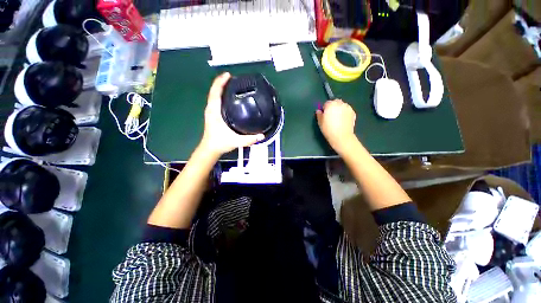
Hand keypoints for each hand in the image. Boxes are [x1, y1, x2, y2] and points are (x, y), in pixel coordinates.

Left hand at [200, 73, 263, 157]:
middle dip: (221, 82)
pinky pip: (215, 100)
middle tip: (233, 78)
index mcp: (214, 112)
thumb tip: (262, 136)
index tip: (228, 75)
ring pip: (214, 95)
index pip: (215, 93)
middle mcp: (211, 109)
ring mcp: (210, 111)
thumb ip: (249, 139)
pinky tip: (228, 96)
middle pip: (214, 91)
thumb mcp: (235, 141)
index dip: (220, 82)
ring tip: (231, 84)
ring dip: (220, 88)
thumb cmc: (220, 143)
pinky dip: (220, 94)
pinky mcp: (212, 114)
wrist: (210, 149)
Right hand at [316, 99, 357, 153]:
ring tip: (337, 118)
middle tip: (331, 116)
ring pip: (342, 106)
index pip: (326, 103)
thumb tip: (319, 111)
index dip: (324, 109)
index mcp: (330, 104)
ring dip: (339, 109)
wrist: (341, 136)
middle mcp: (340, 103)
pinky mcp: (353, 112)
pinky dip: (345, 113)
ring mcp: (348, 107)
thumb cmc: (328, 129)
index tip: (324, 115)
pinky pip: (347, 110)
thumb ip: (319, 114)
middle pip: (335, 102)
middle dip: (333, 107)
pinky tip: (342, 120)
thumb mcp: (320, 122)